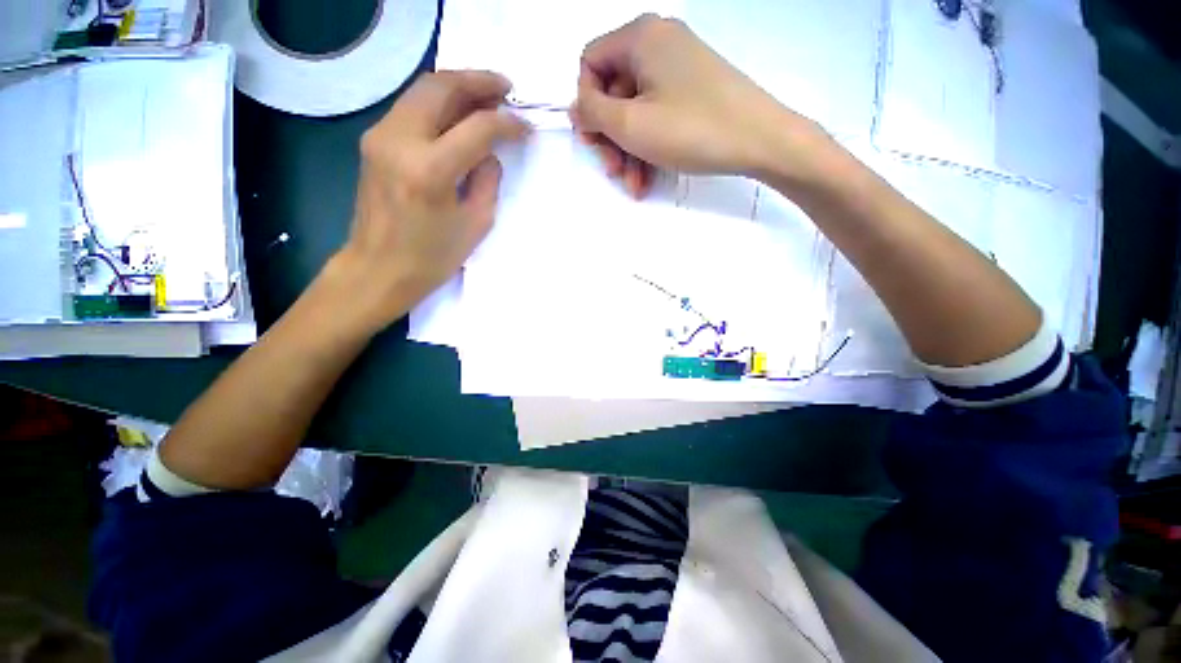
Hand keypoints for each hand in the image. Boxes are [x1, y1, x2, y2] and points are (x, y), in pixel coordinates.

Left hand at [332, 70, 529, 332]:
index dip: (507, 123)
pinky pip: (411, 107)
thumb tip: (489, 153)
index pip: (477, 128)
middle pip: (442, 87)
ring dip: (458, 87)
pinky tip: (458, 114)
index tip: (526, 127)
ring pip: (423, 89)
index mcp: (430, 170)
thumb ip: (487, 181)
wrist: (377, 268)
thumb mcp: (475, 224)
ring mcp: (380, 136)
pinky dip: (439, 102)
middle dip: (479, 81)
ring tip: (487, 96)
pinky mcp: (373, 140)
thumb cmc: (431, 257)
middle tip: (506, 88)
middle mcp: (400, 141)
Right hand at [571, 14, 828, 196]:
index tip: (595, 140)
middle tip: (613, 170)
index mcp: (640, 37)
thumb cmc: (691, 129)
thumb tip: (576, 107)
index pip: (591, 63)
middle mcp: (659, 43)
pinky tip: (647, 179)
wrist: (761, 140)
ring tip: (634, 184)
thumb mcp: (630, 124)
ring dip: (629, 151)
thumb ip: (593, 112)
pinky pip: (658, 115)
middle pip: (614, 90)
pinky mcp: (694, 90)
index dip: (587, 104)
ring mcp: (679, 68)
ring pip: (636, 110)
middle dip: (610, 137)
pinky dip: (649, 146)